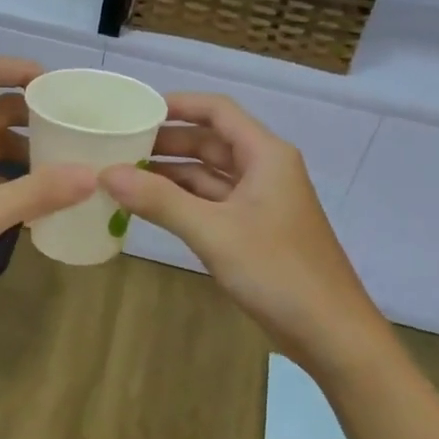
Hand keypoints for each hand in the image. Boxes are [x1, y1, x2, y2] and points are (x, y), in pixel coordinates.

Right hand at [99, 93, 384, 373]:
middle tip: (118, 146)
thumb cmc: (278, 271)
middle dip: (167, 142)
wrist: (331, 333)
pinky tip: (150, 208)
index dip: (178, 104)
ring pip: (210, 175)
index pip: (217, 111)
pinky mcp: (256, 230)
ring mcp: (261, 201)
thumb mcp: (214, 232)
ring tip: (124, 175)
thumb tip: (106, 173)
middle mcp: (265, 169)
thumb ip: (160, 200)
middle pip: (211, 141)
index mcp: (265, 154)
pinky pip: (213, 203)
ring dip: (171, 174)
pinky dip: (183, 202)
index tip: (135, 110)